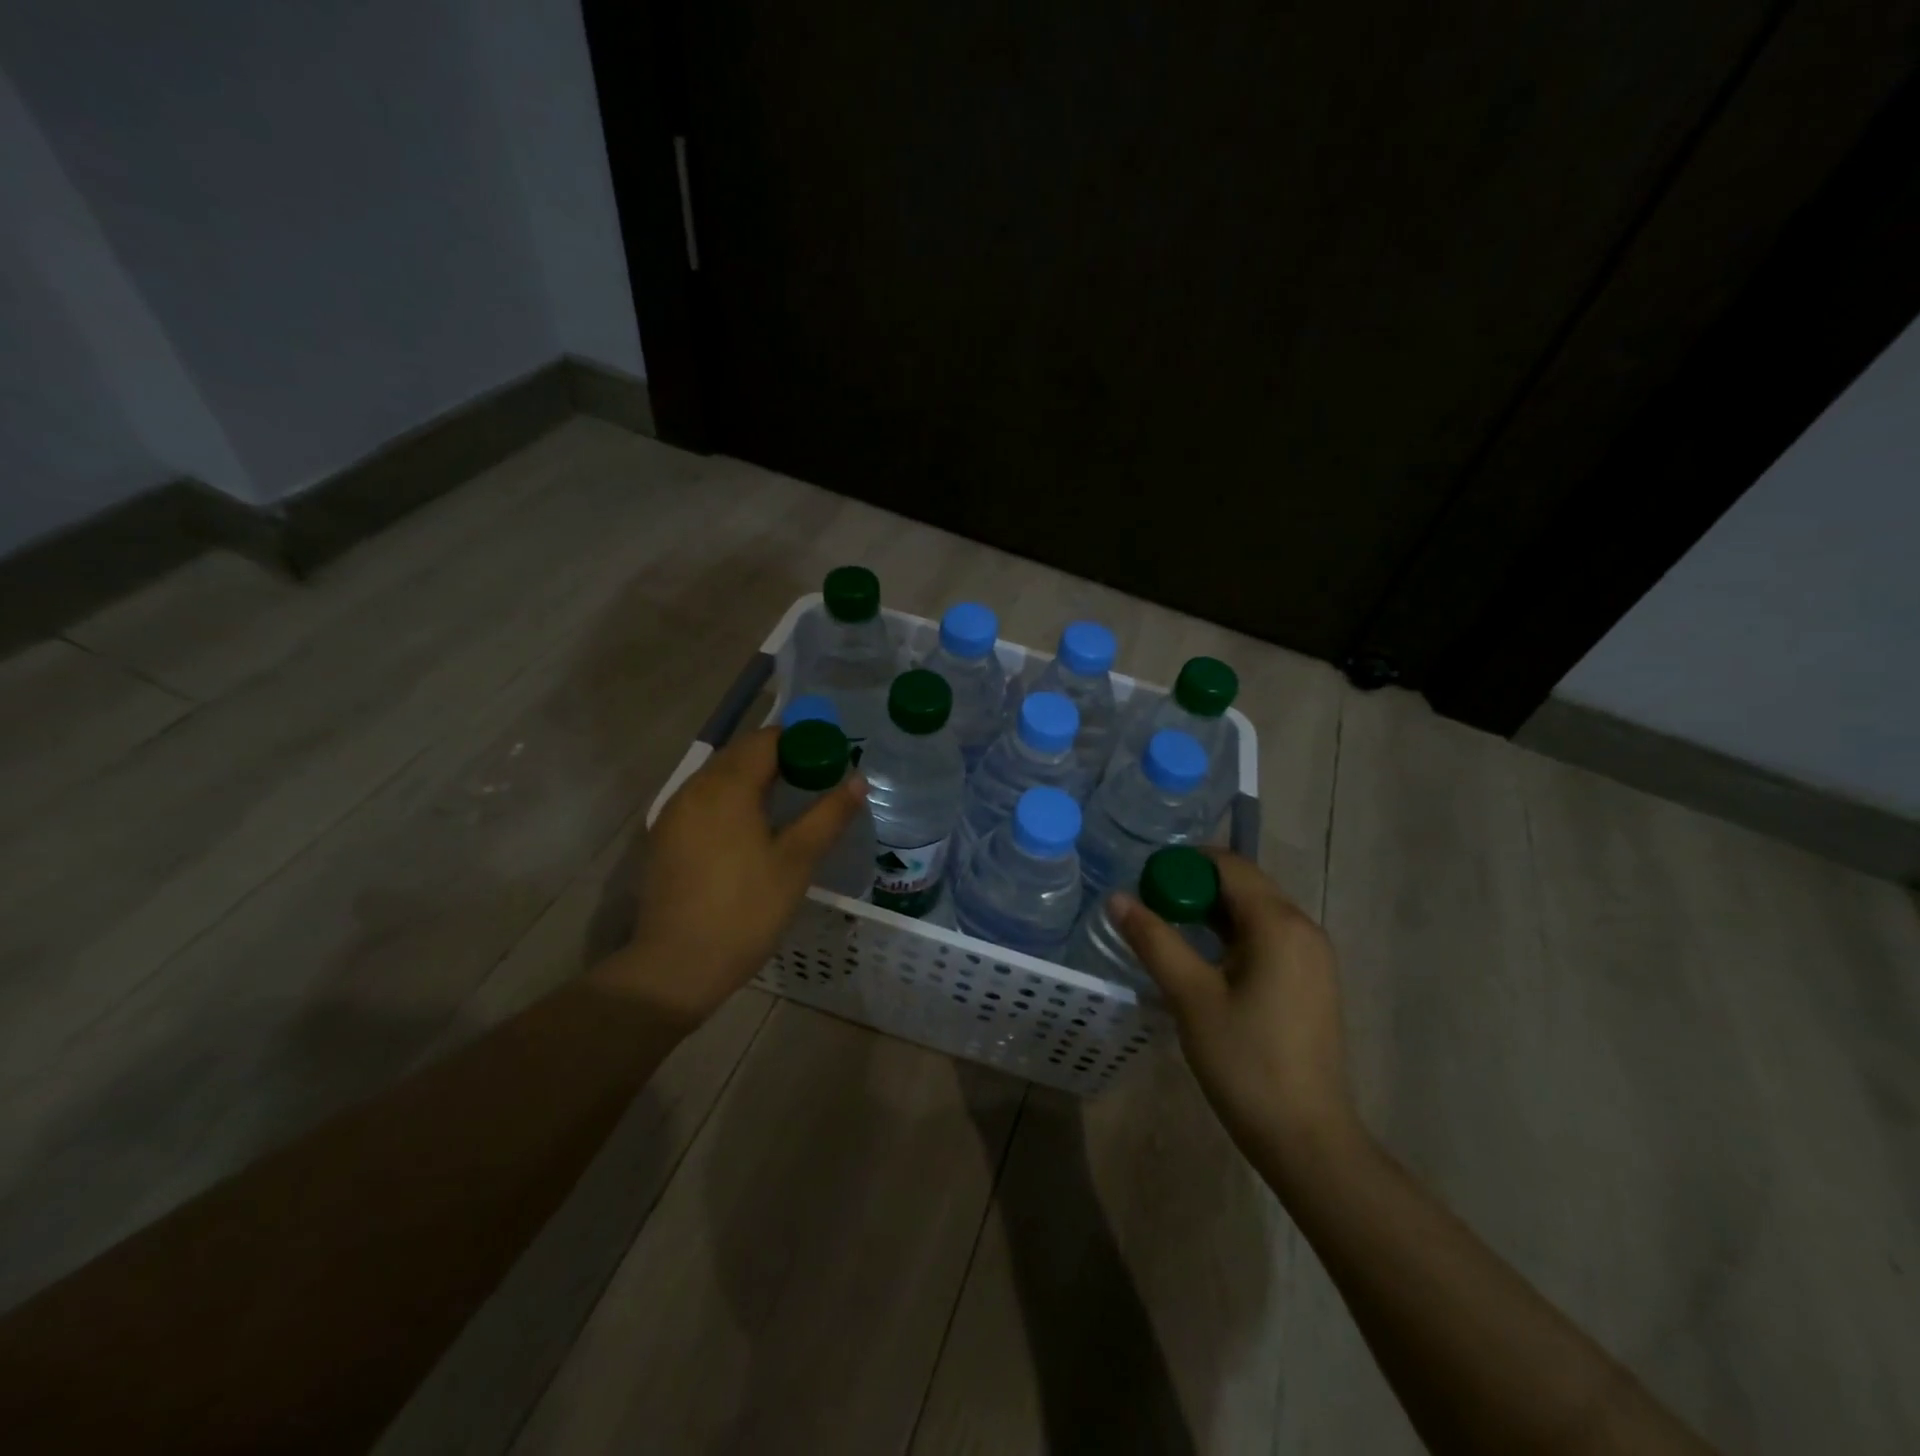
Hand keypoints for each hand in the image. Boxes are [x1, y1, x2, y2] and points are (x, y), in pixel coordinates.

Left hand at [601, 727, 867, 1024]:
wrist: (678, 965)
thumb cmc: (747, 909)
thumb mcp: (797, 861)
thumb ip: (829, 815)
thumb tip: (858, 779)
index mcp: (728, 786)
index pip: (767, 740)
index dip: (802, 740)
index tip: (830, 756)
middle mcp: (695, 788)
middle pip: (740, 753)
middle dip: (779, 755)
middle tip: (815, 776)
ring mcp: (674, 813)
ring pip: (719, 775)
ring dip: (753, 775)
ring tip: (788, 797)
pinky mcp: (664, 837)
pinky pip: (703, 799)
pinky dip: (730, 796)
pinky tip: (750, 824)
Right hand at [1114, 852, 1358, 1166]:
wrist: (1306, 1137)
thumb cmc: (1245, 1061)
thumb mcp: (1191, 996)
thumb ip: (1154, 940)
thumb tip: (1117, 898)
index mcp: (1279, 923)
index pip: (1229, 865)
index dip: (1183, 863)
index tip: (1145, 879)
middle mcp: (1303, 928)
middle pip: (1244, 884)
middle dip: (1195, 885)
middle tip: (1150, 904)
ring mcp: (1312, 956)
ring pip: (1255, 911)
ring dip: (1212, 910)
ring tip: (1168, 927)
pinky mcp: (1311, 980)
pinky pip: (1267, 936)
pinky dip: (1232, 933)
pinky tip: (1203, 957)